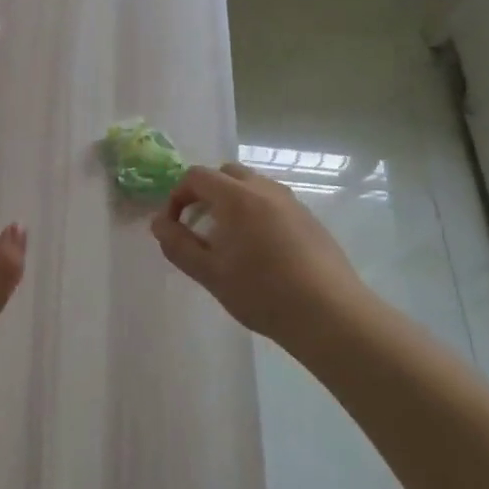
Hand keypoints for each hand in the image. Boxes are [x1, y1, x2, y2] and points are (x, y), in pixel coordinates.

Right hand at [150, 163, 370, 347]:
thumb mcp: (209, 273)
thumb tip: (159, 223)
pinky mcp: (310, 220)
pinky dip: (256, 213)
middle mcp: (265, 190)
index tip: (174, 226)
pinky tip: (260, 252)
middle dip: (205, 193)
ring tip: (228, 241)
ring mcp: (292, 203)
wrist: (330, 315)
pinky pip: (273, 203)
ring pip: (252, 186)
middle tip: (199, 228)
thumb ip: (178, 245)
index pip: (196, 176)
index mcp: (237, 197)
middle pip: (226, 174)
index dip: (177, 196)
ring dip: (231, 202)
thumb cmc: (262, 293)